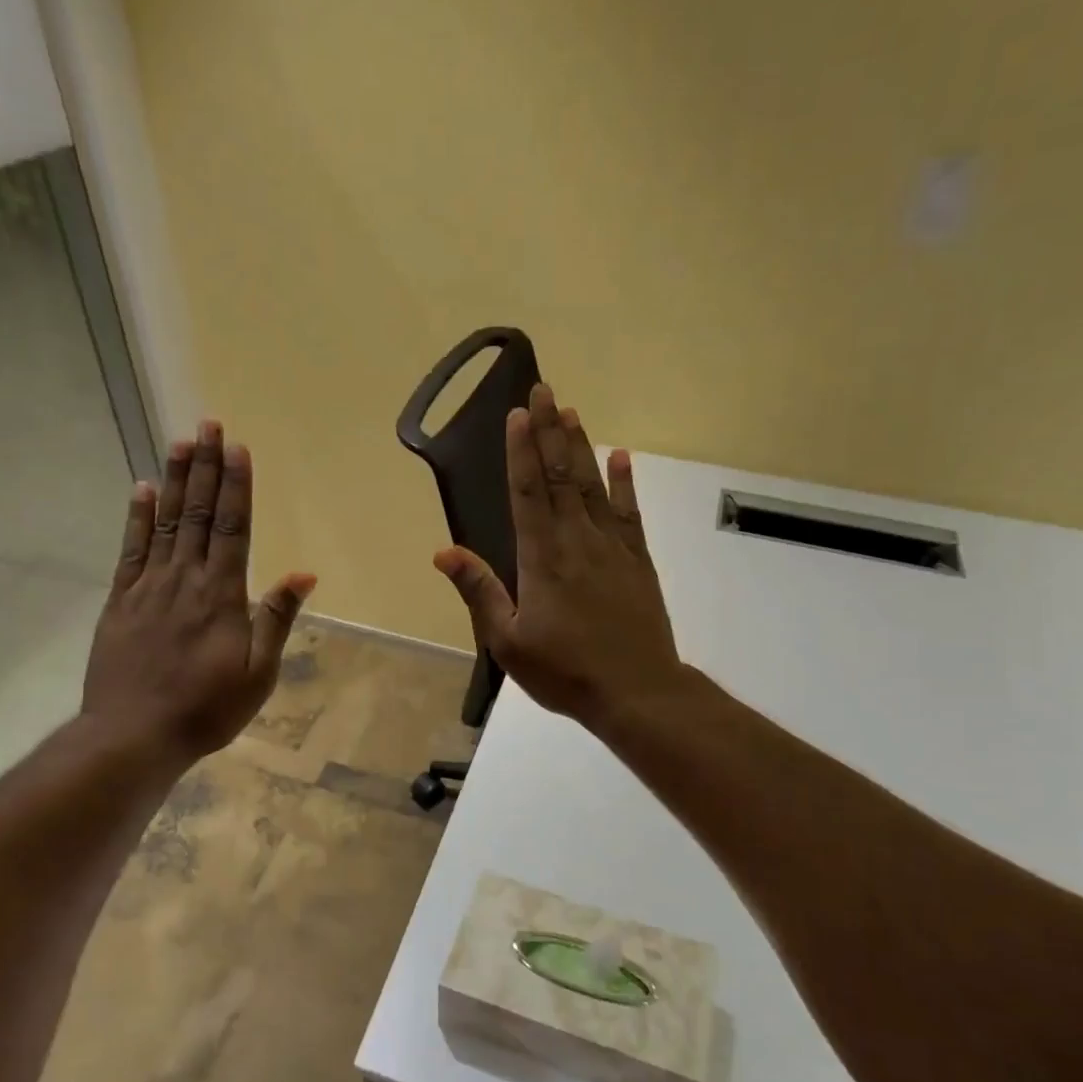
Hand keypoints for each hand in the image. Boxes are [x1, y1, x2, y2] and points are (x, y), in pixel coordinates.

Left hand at [83, 420, 315, 764]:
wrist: (133, 735)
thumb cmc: (207, 708)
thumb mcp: (258, 673)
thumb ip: (277, 619)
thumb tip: (303, 574)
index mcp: (221, 594)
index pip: (232, 528)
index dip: (236, 486)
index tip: (237, 448)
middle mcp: (184, 578)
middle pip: (197, 513)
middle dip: (205, 467)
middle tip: (208, 425)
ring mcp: (147, 587)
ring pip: (164, 522)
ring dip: (173, 480)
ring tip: (179, 442)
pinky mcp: (120, 601)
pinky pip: (130, 549)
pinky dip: (136, 517)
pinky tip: (139, 490)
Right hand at [433, 384, 681, 732]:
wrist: (636, 691)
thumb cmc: (565, 671)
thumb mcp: (508, 641)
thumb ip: (479, 592)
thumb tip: (444, 551)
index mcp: (542, 558)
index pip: (529, 492)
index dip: (521, 451)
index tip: (517, 414)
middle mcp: (577, 541)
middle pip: (561, 476)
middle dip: (550, 431)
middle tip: (544, 390)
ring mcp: (612, 548)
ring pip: (593, 486)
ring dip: (581, 447)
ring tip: (571, 412)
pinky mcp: (638, 561)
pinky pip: (629, 514)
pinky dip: (624, 484)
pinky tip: (621, 458)